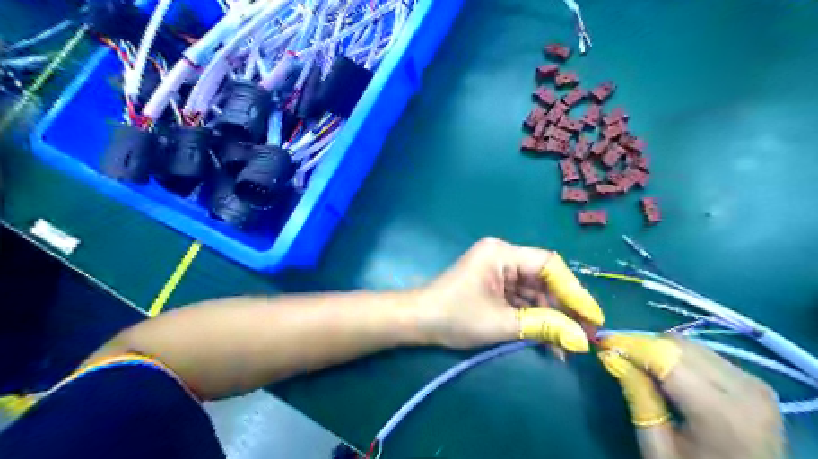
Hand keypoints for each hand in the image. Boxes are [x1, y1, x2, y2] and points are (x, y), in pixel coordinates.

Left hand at [416, 238, 598, 349]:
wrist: (417, 322)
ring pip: (534, 292)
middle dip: (563, 308)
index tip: (592, 317)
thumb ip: (544, 327)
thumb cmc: (455, 316)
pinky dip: (533, 318)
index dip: (574, 290)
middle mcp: (502, 257)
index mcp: (502, 253)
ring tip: (566, 346)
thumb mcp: (502, 323)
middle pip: (543, 279)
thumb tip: (582, 341)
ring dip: (550, 318)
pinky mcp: (493, 286)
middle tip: (584, 336)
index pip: (549, 265)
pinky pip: (520, 299)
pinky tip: (547, 340)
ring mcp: (497, 272)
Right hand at [600, 334, 781, 457]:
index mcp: (721, 413)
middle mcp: (744, 390)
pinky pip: (707, 354)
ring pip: (692, 345)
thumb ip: (638, 399)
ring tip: (642, 366)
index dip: (631, 346)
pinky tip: (669, 374)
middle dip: (644, 346)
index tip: (603, 343)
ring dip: (662, 350)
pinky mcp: (755, 383)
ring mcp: (754, 384)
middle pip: (679, 346)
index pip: (666, 359)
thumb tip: (611, 356)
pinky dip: (681, 357)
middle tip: (620, 356)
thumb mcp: (657, 448)